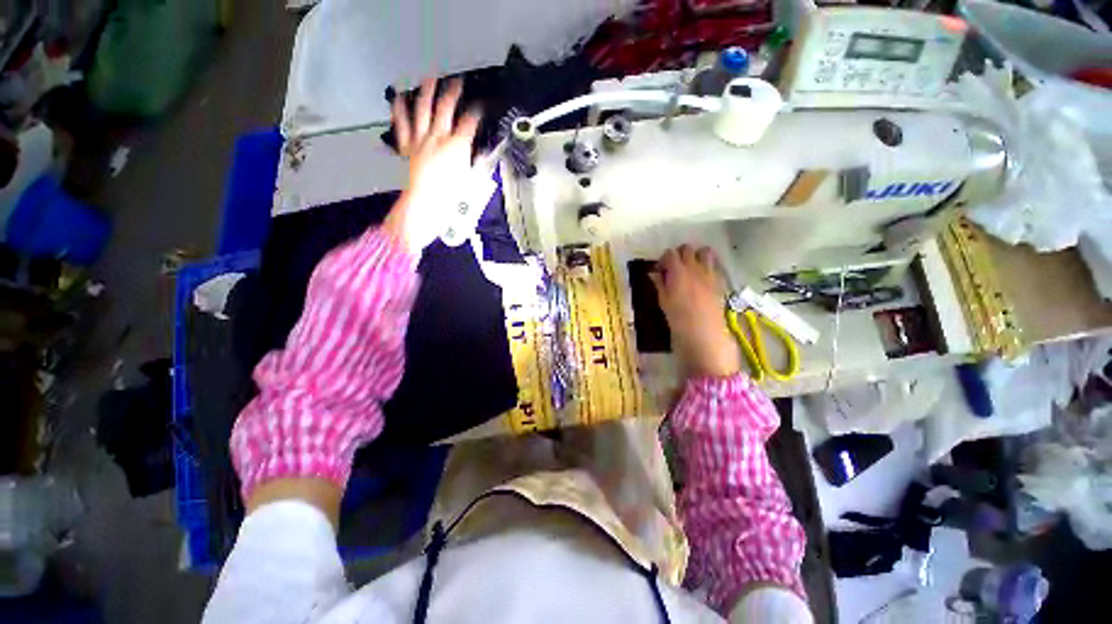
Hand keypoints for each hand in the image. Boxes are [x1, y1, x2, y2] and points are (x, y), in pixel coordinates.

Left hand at [385, 78, 481, 254]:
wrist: (424, 205)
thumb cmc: (450, 197)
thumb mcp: (469, 180)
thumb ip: (473, 162)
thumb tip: (478, 152)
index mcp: (457, 146)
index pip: (470, 123)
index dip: (476, 112)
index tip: (480, 107)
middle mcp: (438, 137)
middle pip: (446, 108)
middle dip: (453, 92)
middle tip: (457, 82)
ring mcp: (420, 139)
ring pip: (423, 109)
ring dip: (427, 92)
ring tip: (430, 79)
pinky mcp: (407, 146)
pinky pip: (402, 124)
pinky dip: (399, 110)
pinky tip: (398, 98)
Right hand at [650, 245, 741, 377]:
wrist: (704, 334)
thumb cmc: (678, 319)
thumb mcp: (663, 301)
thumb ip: (659, 284)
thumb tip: (653, 273)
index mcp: (678, 272)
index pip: (669, 254)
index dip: (663, 260)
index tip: (660, 271)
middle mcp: (695, 268)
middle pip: (687, 249)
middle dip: (679, 255)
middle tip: (673, 269)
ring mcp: (709, 273)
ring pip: (705, 251)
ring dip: (696, 256)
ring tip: (690, 270)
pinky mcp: (719, 281)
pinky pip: (714, 265)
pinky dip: (707, 267)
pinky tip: (701, 280)